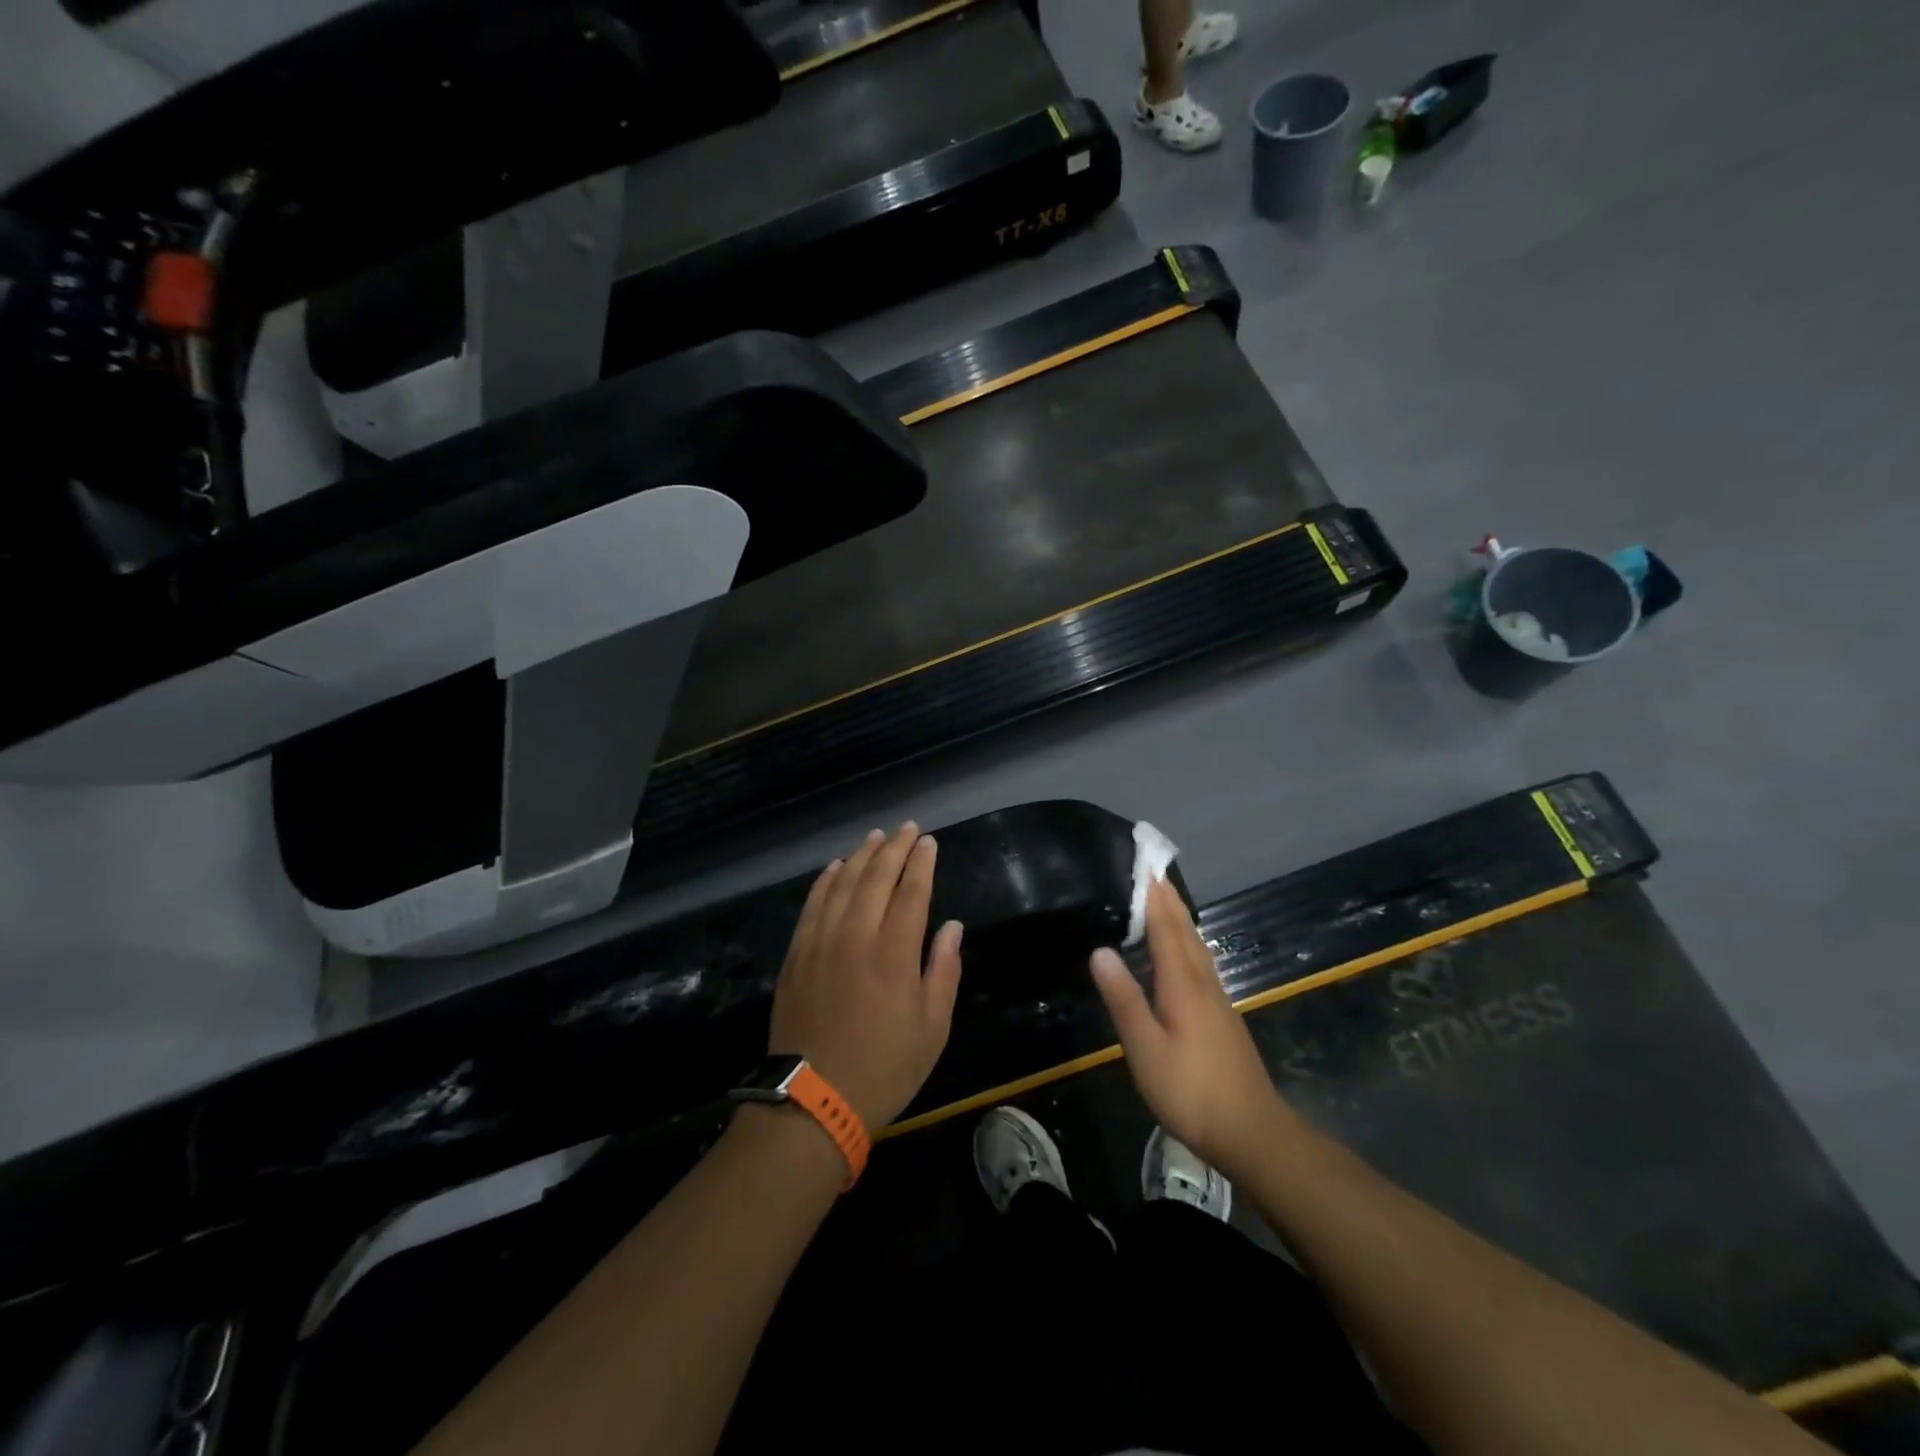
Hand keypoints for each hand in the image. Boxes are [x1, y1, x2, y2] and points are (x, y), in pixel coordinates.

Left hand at [769, 823, 963, 1129]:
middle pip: (876, 877)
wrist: (812, 1102)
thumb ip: (943, 971)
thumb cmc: (884, 1068)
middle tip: (907, 828)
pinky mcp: (796, 955)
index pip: (911, 891)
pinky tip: (835, 867)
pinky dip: (826, 880)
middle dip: (894, 848)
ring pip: (842, 884)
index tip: (928, 841)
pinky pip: (812, 904)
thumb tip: (951, 926)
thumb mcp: (932, 1029)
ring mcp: (820, 942)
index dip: (921, 862)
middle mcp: (855, 936)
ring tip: (876, 836)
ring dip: (861, 856)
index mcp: (894, 953)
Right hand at [1089, 876, 1284, 1173]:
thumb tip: (1100, 950)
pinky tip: (1185, 956)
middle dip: (1170, 902)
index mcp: (1183, 985)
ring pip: (1198, 949)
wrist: (1253, 1132)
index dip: (1155, 899)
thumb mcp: (1146, 1049)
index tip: (1146, 868)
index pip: (1167, 929)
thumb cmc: (1191, 1091)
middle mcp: (1203, 984)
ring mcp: (1218, 1002)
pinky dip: (1189, 945)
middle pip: (1186, 933)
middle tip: (1155, 874)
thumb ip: (1124, 999)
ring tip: (1168, 902)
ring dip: (1182, 921)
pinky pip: (1201, 965)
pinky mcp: (1223, 1019)